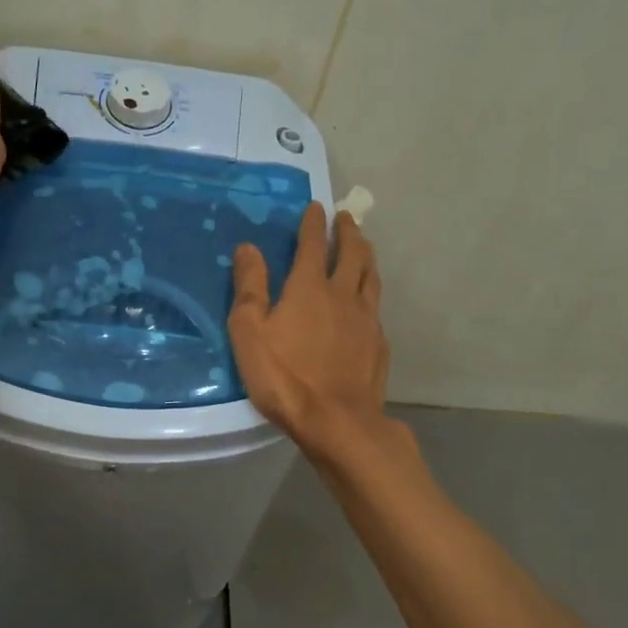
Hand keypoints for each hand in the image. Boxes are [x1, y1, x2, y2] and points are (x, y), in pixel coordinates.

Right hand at [229, 202, 394, 454]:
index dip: (314, 223)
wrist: (336, 420)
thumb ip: (249, 287)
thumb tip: (248, 247)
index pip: (313, 244)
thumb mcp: (250, 331)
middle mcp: (343, 294)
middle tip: (346, 217)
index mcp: (309, 287)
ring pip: (371, 276)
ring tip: (364, 247)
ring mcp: (366, 319)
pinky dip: (371, 291)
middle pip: (352, 253)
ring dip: (366, 255)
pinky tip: (368, 300)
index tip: (316, 206)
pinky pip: (376, 306)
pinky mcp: (379, 343)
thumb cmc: (284, 376)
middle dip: (348, 231)